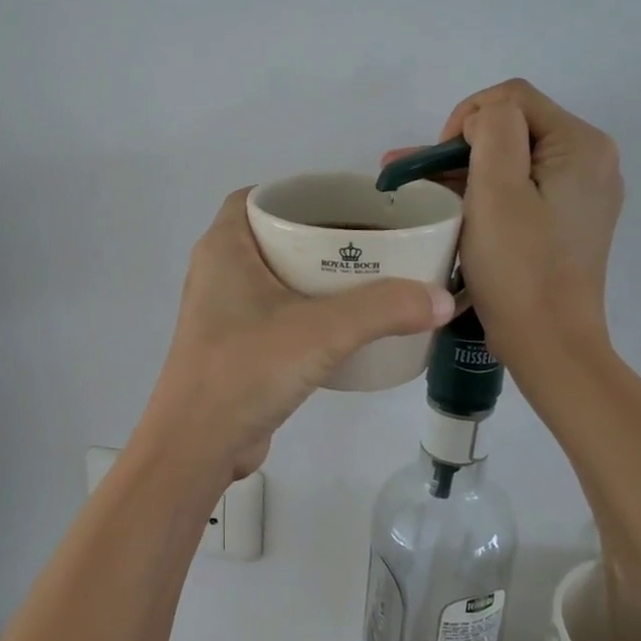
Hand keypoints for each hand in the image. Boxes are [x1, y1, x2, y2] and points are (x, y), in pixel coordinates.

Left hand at [138, 189, 454, 483]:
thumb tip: (443, 299)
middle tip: (369, 240)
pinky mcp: (234, 348)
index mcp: (224, 248)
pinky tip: (345, 325)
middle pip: (272, 236)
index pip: (256, 197)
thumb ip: (384, 309)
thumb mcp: (322, 331)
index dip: (298, 193)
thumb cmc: (247, 369)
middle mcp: (217, 272)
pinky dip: (307, 310)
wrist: (197, 446)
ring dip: (315, 276)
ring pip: (275, 277)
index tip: (344, 203)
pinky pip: (275, 313)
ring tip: (368, 277)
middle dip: (318, 235)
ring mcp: (223, 312)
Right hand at [383, 79, 622, 366]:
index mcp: (582, 145)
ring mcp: (581, 192)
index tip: (439, 165)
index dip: (466, 120)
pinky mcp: (567, 219)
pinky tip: (451, 205)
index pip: (512, 98)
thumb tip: (482, 121)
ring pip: (513, 158)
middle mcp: (591, 160)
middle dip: (460, 146)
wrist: (550, 344)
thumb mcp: (498, 189)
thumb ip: (493, 130)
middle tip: (415, 175)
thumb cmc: (519, 268)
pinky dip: (486, 191)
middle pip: (514, 127)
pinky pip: (522, 187)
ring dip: (467, 168)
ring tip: (418, 187)